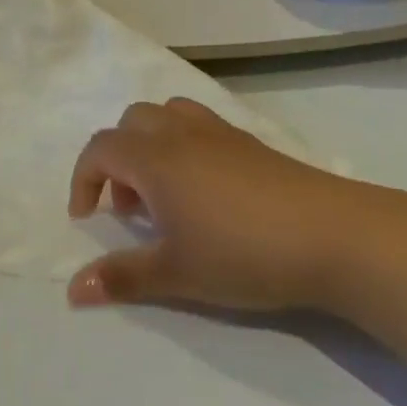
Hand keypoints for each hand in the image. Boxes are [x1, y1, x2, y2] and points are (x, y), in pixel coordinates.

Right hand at [66, 98, 364, 313]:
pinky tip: (208, 192)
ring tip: (167, 193)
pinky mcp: (252, 142)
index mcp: (155, 157)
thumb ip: (122, 277)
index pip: (100, 148)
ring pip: (169, 115)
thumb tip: (73, 290)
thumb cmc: (243, 253)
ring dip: (152, 144)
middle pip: (132, 122)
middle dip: (118, 158)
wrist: (333, 235)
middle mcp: (182, 133)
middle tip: (132, 208)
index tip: (87, 217)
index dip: (84, 178)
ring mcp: (220, 133)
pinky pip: (201, 125)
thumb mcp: (177, 273)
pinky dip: (185, 145)